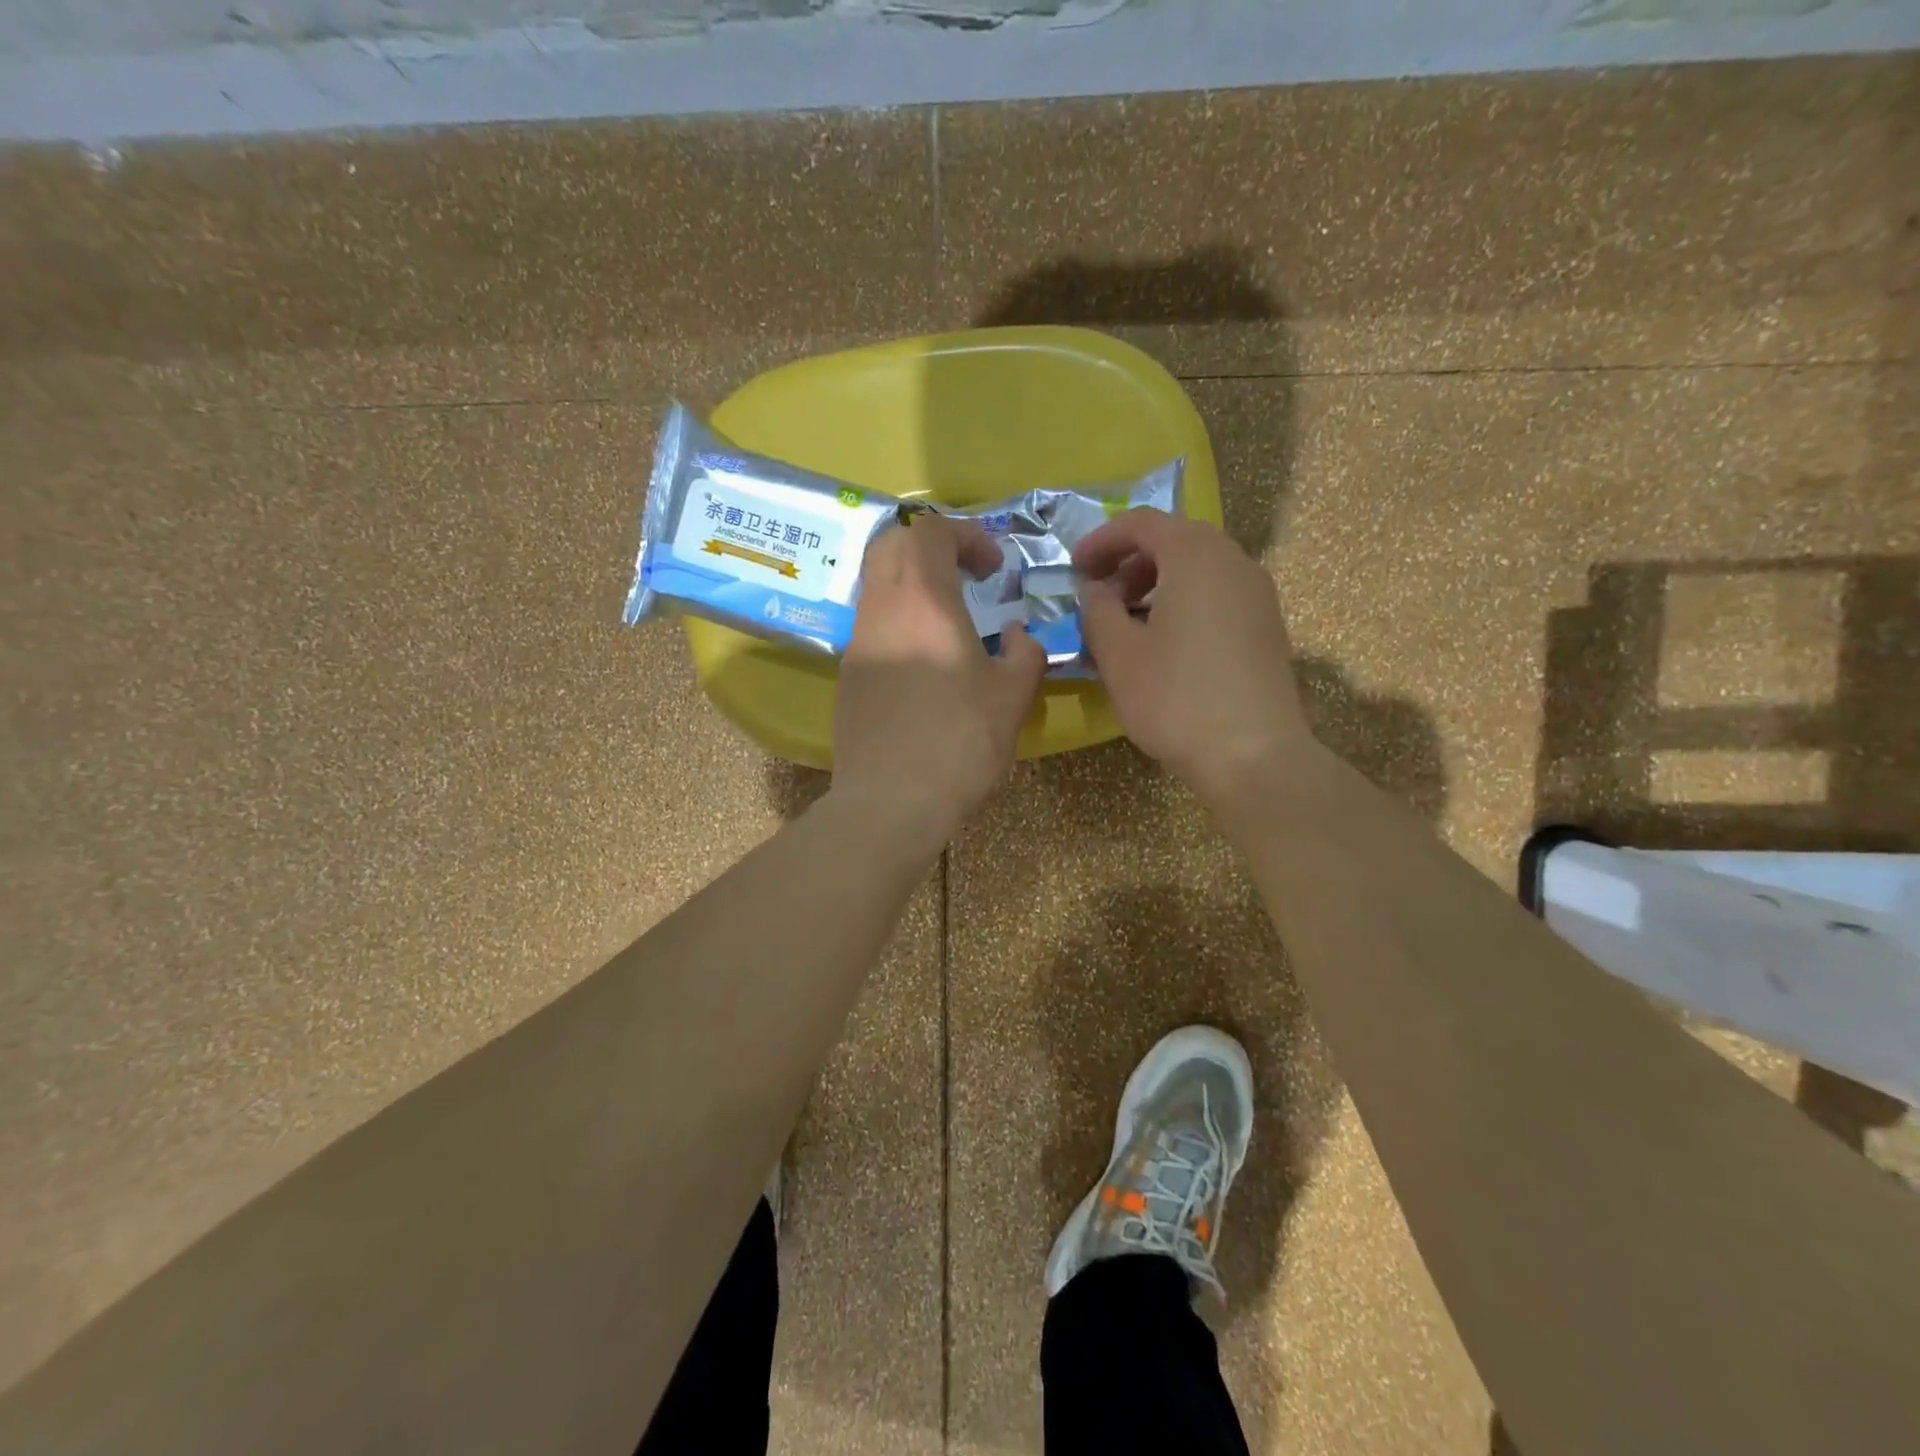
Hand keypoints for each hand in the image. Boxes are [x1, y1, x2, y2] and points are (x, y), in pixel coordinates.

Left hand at [831, 512, 1045, 852]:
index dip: (966, 535)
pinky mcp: (848, 674)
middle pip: (893, 544)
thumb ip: (1024, 653)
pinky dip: (898, 619)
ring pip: (877, 583)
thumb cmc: (959, 743)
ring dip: (912, 584)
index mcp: (925, 601)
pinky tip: (923, 660)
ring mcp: (858, 641)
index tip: (994, 570)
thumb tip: (1015, 636)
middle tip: (965, 577)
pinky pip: (871, 623)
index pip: (930, 530)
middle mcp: (882, 609)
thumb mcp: (1013, 697)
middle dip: (931, 547)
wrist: (891, 801)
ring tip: (947, 619)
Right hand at [1073, 509, 1320, 813]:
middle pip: (1174, 540)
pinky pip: (1216, 594)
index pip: (1142, 523)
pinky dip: (1182, 602)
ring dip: (1155, 584)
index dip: (1101, 540)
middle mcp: (1233, 561)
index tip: (1073, 568)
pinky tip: (1162, 644)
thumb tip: (1096, 591)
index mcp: (1195, 556)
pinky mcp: (1266, 626)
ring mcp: (1257, 594)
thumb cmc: (1176, 698)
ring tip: (1126, 623)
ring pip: (1197, 569)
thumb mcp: (1119, 654)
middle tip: (1099, 596)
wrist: (1253, 755)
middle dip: (1129, 562)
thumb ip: (1097, 611)